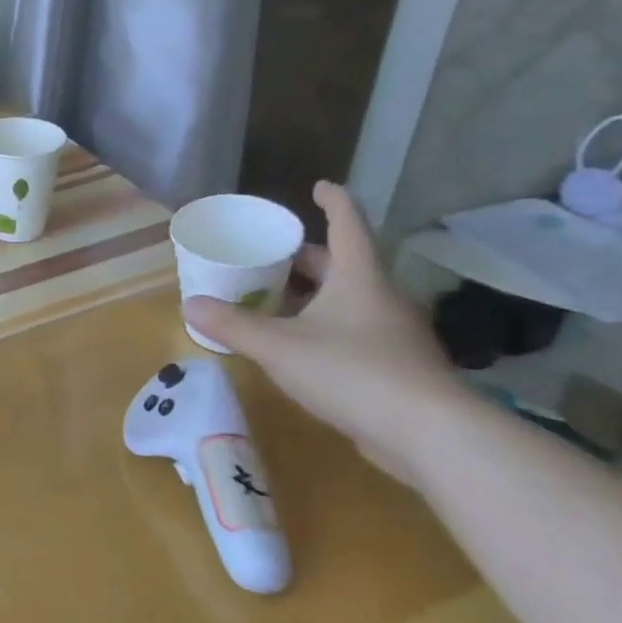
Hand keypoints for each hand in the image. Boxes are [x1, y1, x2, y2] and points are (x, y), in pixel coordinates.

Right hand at [184, 182, 463, 485]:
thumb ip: (233, 325)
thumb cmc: (353, 372)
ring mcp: (393, 333)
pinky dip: (323, 326)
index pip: (347, 225)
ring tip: (272, 299)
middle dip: (305, 257)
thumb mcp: (279, 347)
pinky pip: (353, 331)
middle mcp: (380, 297)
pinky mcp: (396, 367)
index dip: (333, 202)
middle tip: (268, 255)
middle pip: (343, 264)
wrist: (431, 436)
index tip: (319, 186)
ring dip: (312, 294)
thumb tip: (189, 304)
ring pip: (348, 299)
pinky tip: (299, 346)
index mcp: (358, 278)